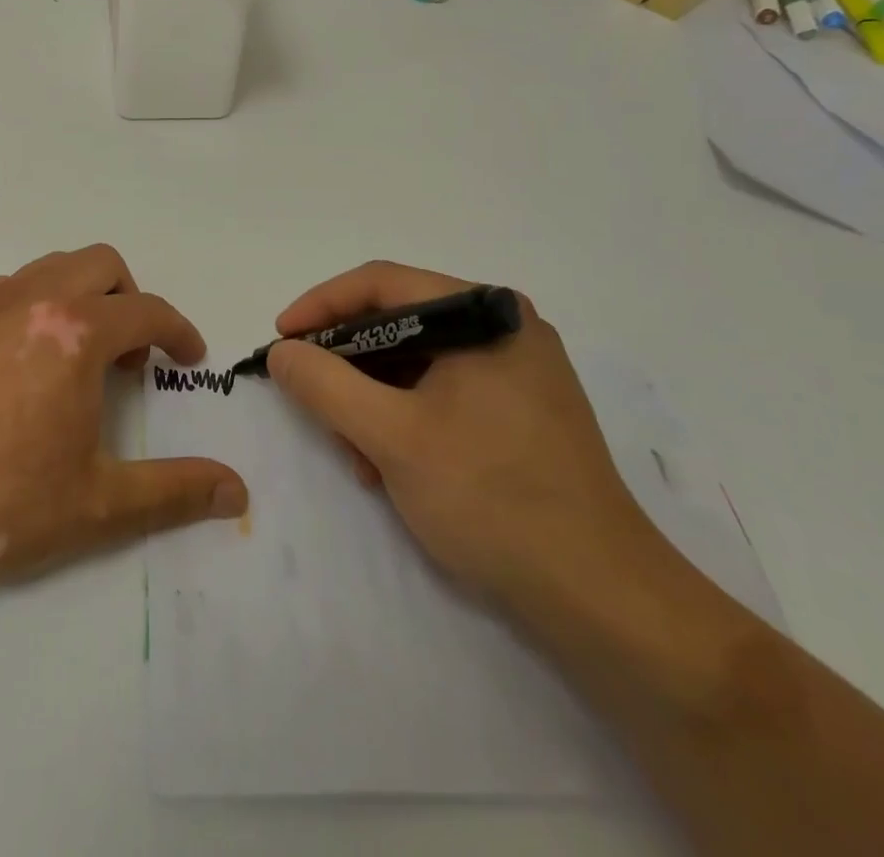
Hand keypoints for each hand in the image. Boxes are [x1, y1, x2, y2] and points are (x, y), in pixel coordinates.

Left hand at [0, 245, 248, 596]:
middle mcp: (34, 300)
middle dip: (131, 299)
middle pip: (102, 265)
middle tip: (132, 356)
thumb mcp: (98, 504)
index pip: (147, 311)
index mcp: (76, 333)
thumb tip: (237, 491)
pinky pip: (14, 286)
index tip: (189, 357)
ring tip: (82, 353)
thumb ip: (174, 491)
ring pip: (54, 266)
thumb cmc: (0, 503)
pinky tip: (29, 359)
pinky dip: (40, 302)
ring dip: (84, 294)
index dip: (179, 332)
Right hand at [267, 262, 660, 609]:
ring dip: (372, 403)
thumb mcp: (391, 436)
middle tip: (313, 405)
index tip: (280, 340)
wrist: (603, 600)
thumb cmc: (492, 498)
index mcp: (484, 314)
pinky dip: (405, 420)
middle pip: (397, 324)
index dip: (320, 306)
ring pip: (416, 363)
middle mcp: (504, 328)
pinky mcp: (521, 412)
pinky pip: (442, 393)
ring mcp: (518, 371)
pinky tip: (390, 468)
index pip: (381, 284)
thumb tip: (282, 352)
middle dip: (348, 367)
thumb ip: (325, 384)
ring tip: (356, 457)